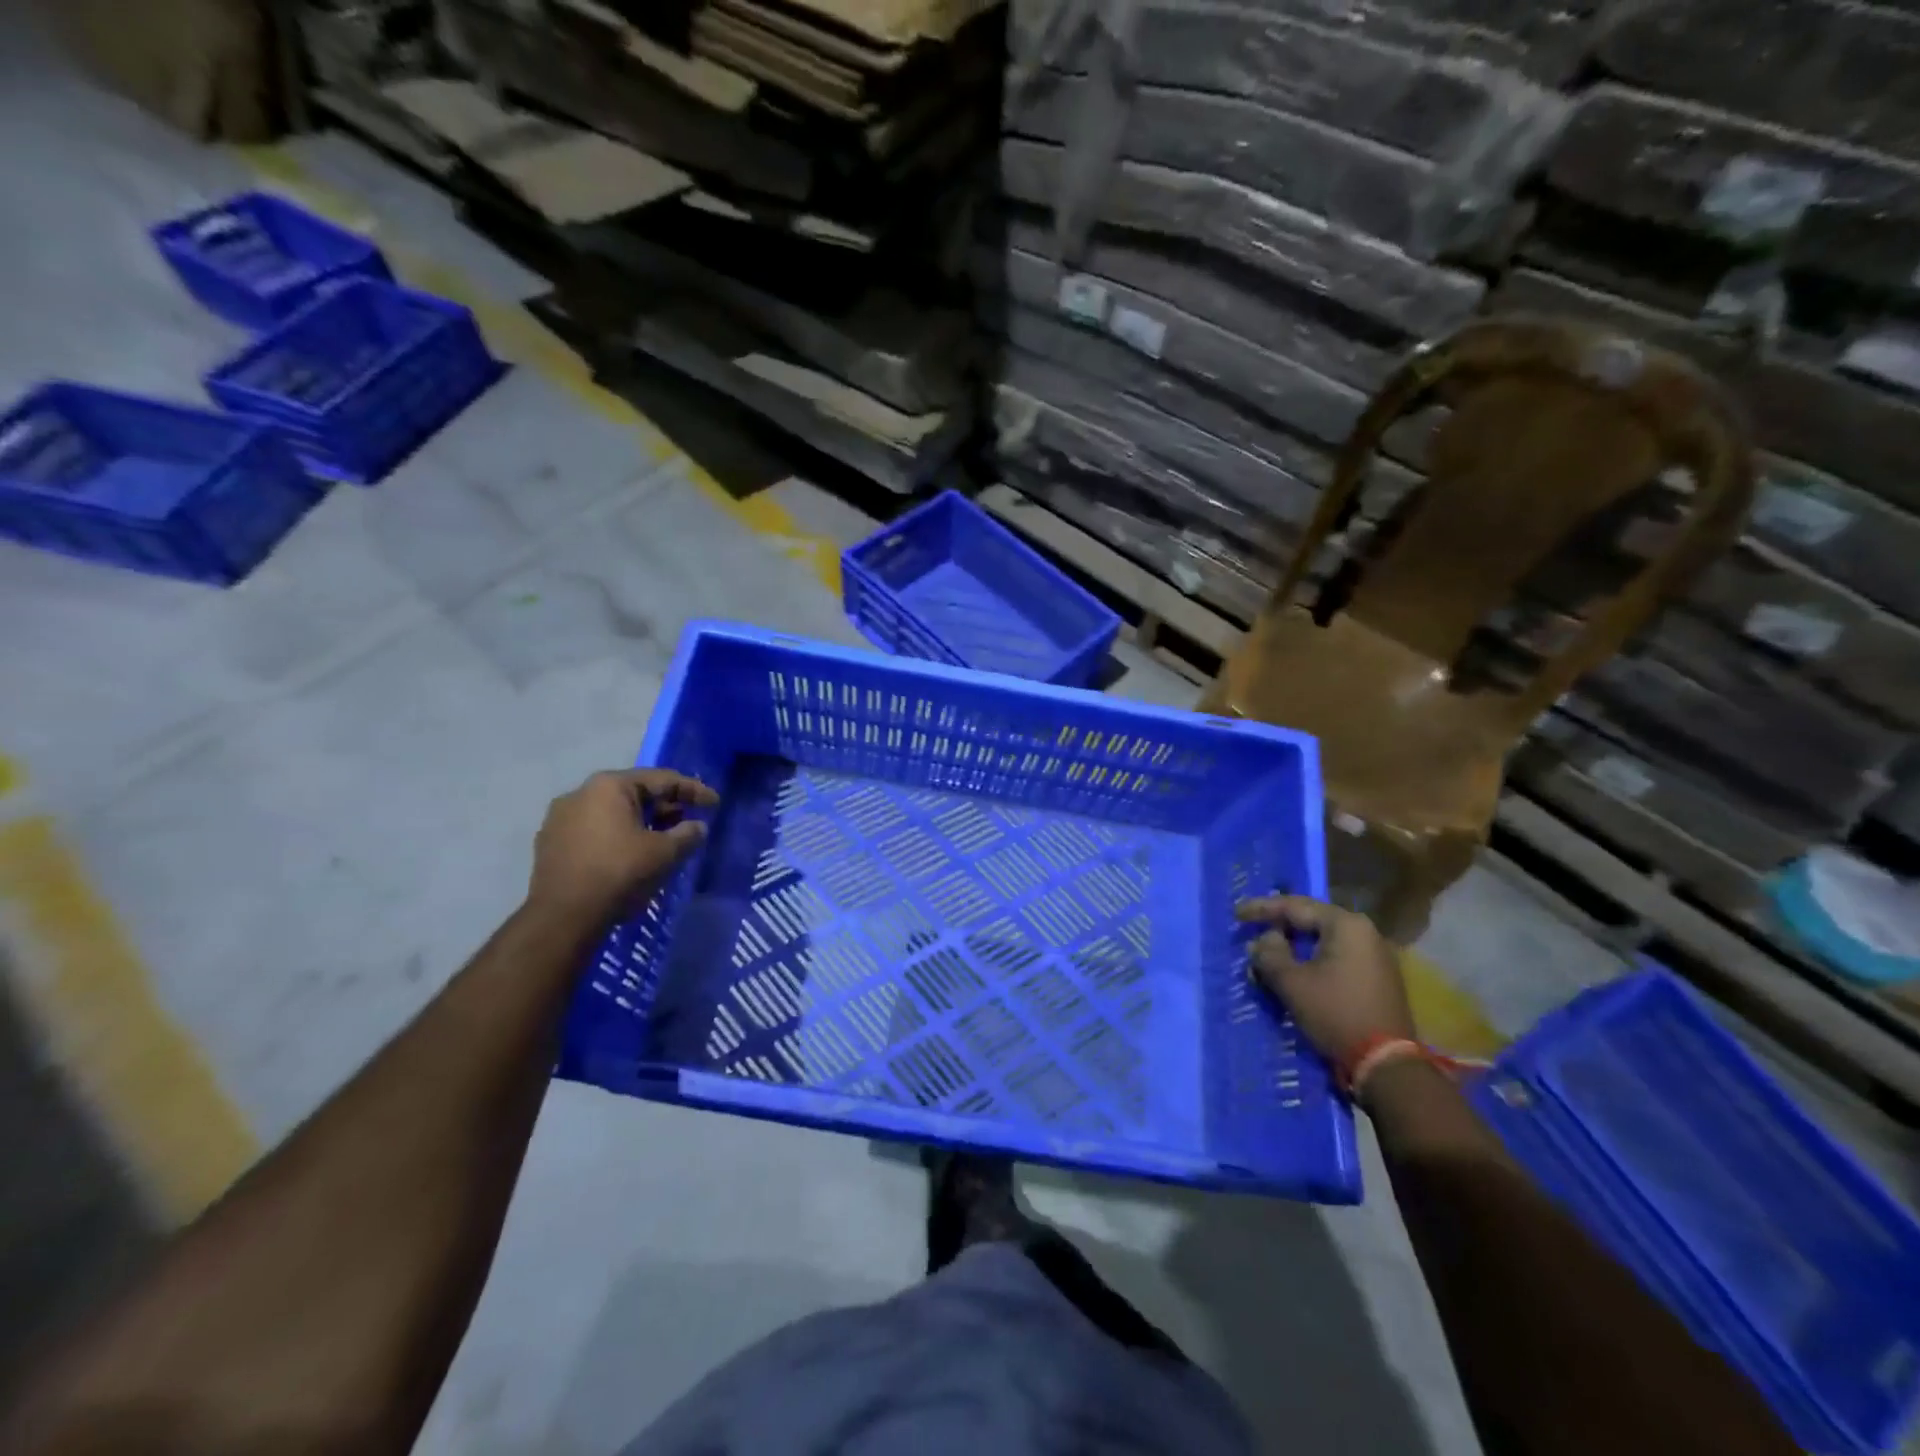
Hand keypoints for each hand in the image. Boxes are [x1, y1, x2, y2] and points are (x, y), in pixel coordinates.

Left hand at [528, 769, 718, 920]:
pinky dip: (618, 836)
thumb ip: (687, 834)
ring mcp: (560, 819)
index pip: (661, 780)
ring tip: (664, 840)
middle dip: (665, 807)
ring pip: (613, 813)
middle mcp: (580, 793)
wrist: (562, 917)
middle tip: (690, 821)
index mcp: (609, 786)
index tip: (715, 803)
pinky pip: (595, 831)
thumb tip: (698, 827)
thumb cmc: (619, 874)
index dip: (693, 790)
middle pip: (634, 793)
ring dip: (641, 823)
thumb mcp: (664, 853)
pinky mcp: (551, 844)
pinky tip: (632, 855)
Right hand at [1234, 895, 1413, 1065]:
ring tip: (1267, 954)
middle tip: (1251, 931)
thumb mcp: (1292, 983)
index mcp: (1346, 925)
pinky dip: (1311, 961)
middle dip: (1279, 928)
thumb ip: (1269, 954)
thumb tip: (1262, 941)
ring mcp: (1374, 956)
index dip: (1262, 909)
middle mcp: (1365, 933)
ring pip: (1323, 941)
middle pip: (1311, 921)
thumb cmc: (1336, 1014)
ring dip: (1294, 947)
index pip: (1295, 907)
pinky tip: (1293, 971)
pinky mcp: (1377, 978)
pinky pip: (1336, 957)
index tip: (1237, 914)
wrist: (1386, 1065)